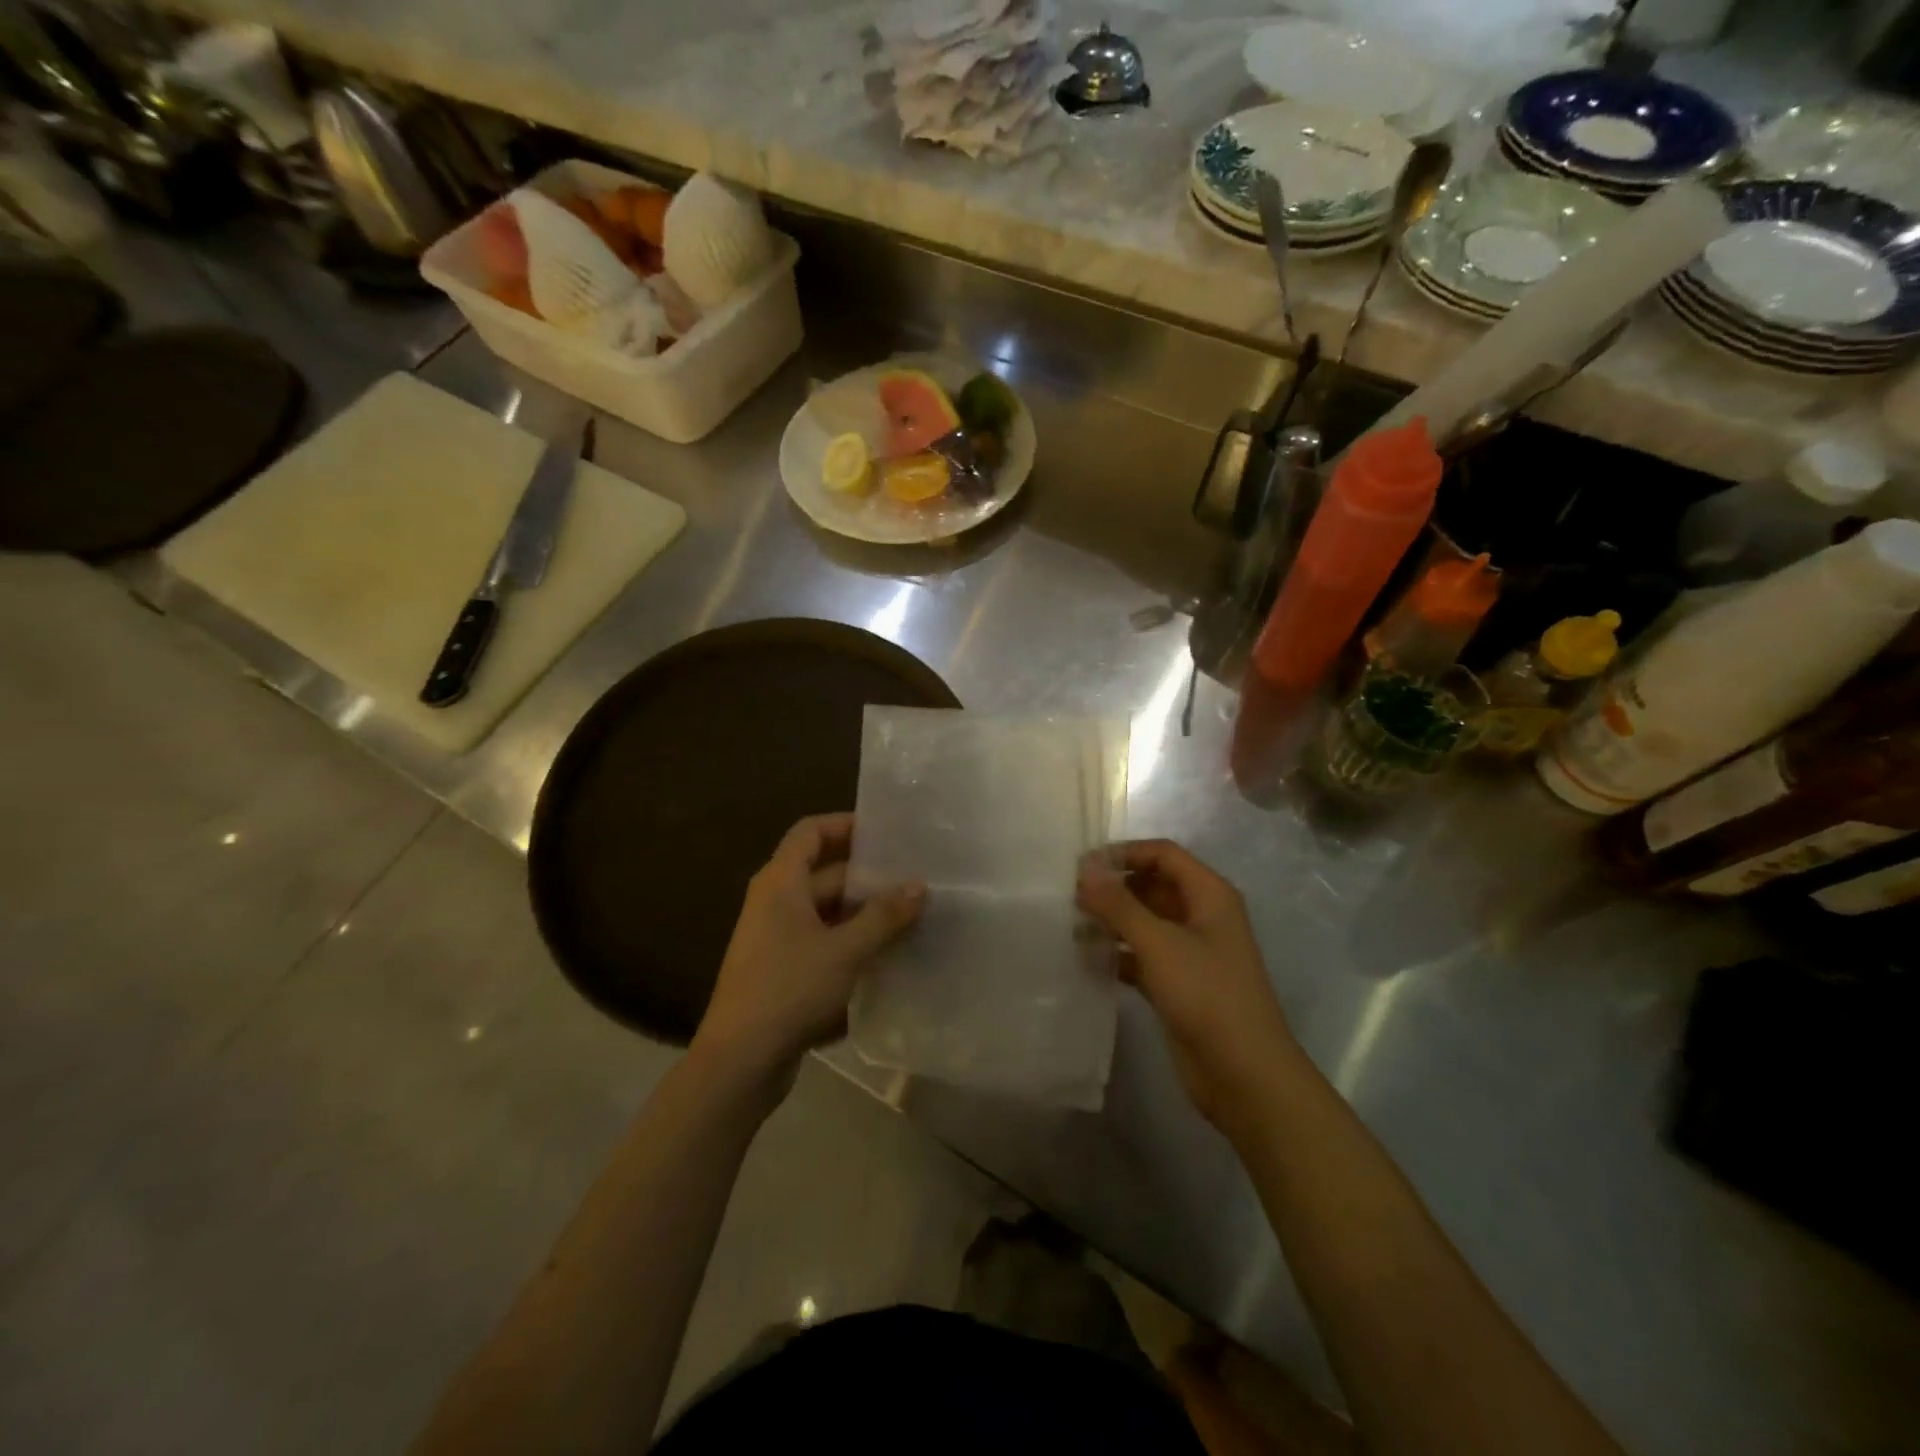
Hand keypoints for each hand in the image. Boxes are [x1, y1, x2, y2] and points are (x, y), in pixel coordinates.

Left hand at [695, 813, 924, 1089]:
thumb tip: (919, 886)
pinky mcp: (783, 971)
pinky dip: (852, 943)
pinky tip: (888, 955)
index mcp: (780, 883)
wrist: (740, 1062)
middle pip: (824, 873)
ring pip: (827, 912)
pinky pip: (823, 943)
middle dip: (868, 876)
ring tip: (911, 915)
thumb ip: (884, 916)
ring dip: (864, 913)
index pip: (811, 832)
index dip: (845, 824)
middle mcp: (775, 902)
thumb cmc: (789, 989)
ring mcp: (777, 939)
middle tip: (914, 877)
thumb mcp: (845, 950)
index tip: (886, 831)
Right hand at [1077, 840, 1295, 1132]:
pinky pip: (1141, 956)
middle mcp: (1201, 916)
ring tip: (1069, 925)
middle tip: (1068, 896)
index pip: (1163, 854)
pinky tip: (1085, 960)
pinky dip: (1116, 954)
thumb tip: (1085, 867)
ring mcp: (1190, 952)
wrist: (1245, 1075)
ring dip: (1111, 921)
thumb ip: (1119, 904)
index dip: (1124, 854)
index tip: (1082, 866)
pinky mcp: (1177, 984)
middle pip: (1152, 885)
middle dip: (1113, 888)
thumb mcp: (1159, 943)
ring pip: (1144, 922)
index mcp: (1209, 895)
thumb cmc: (1207, 996)